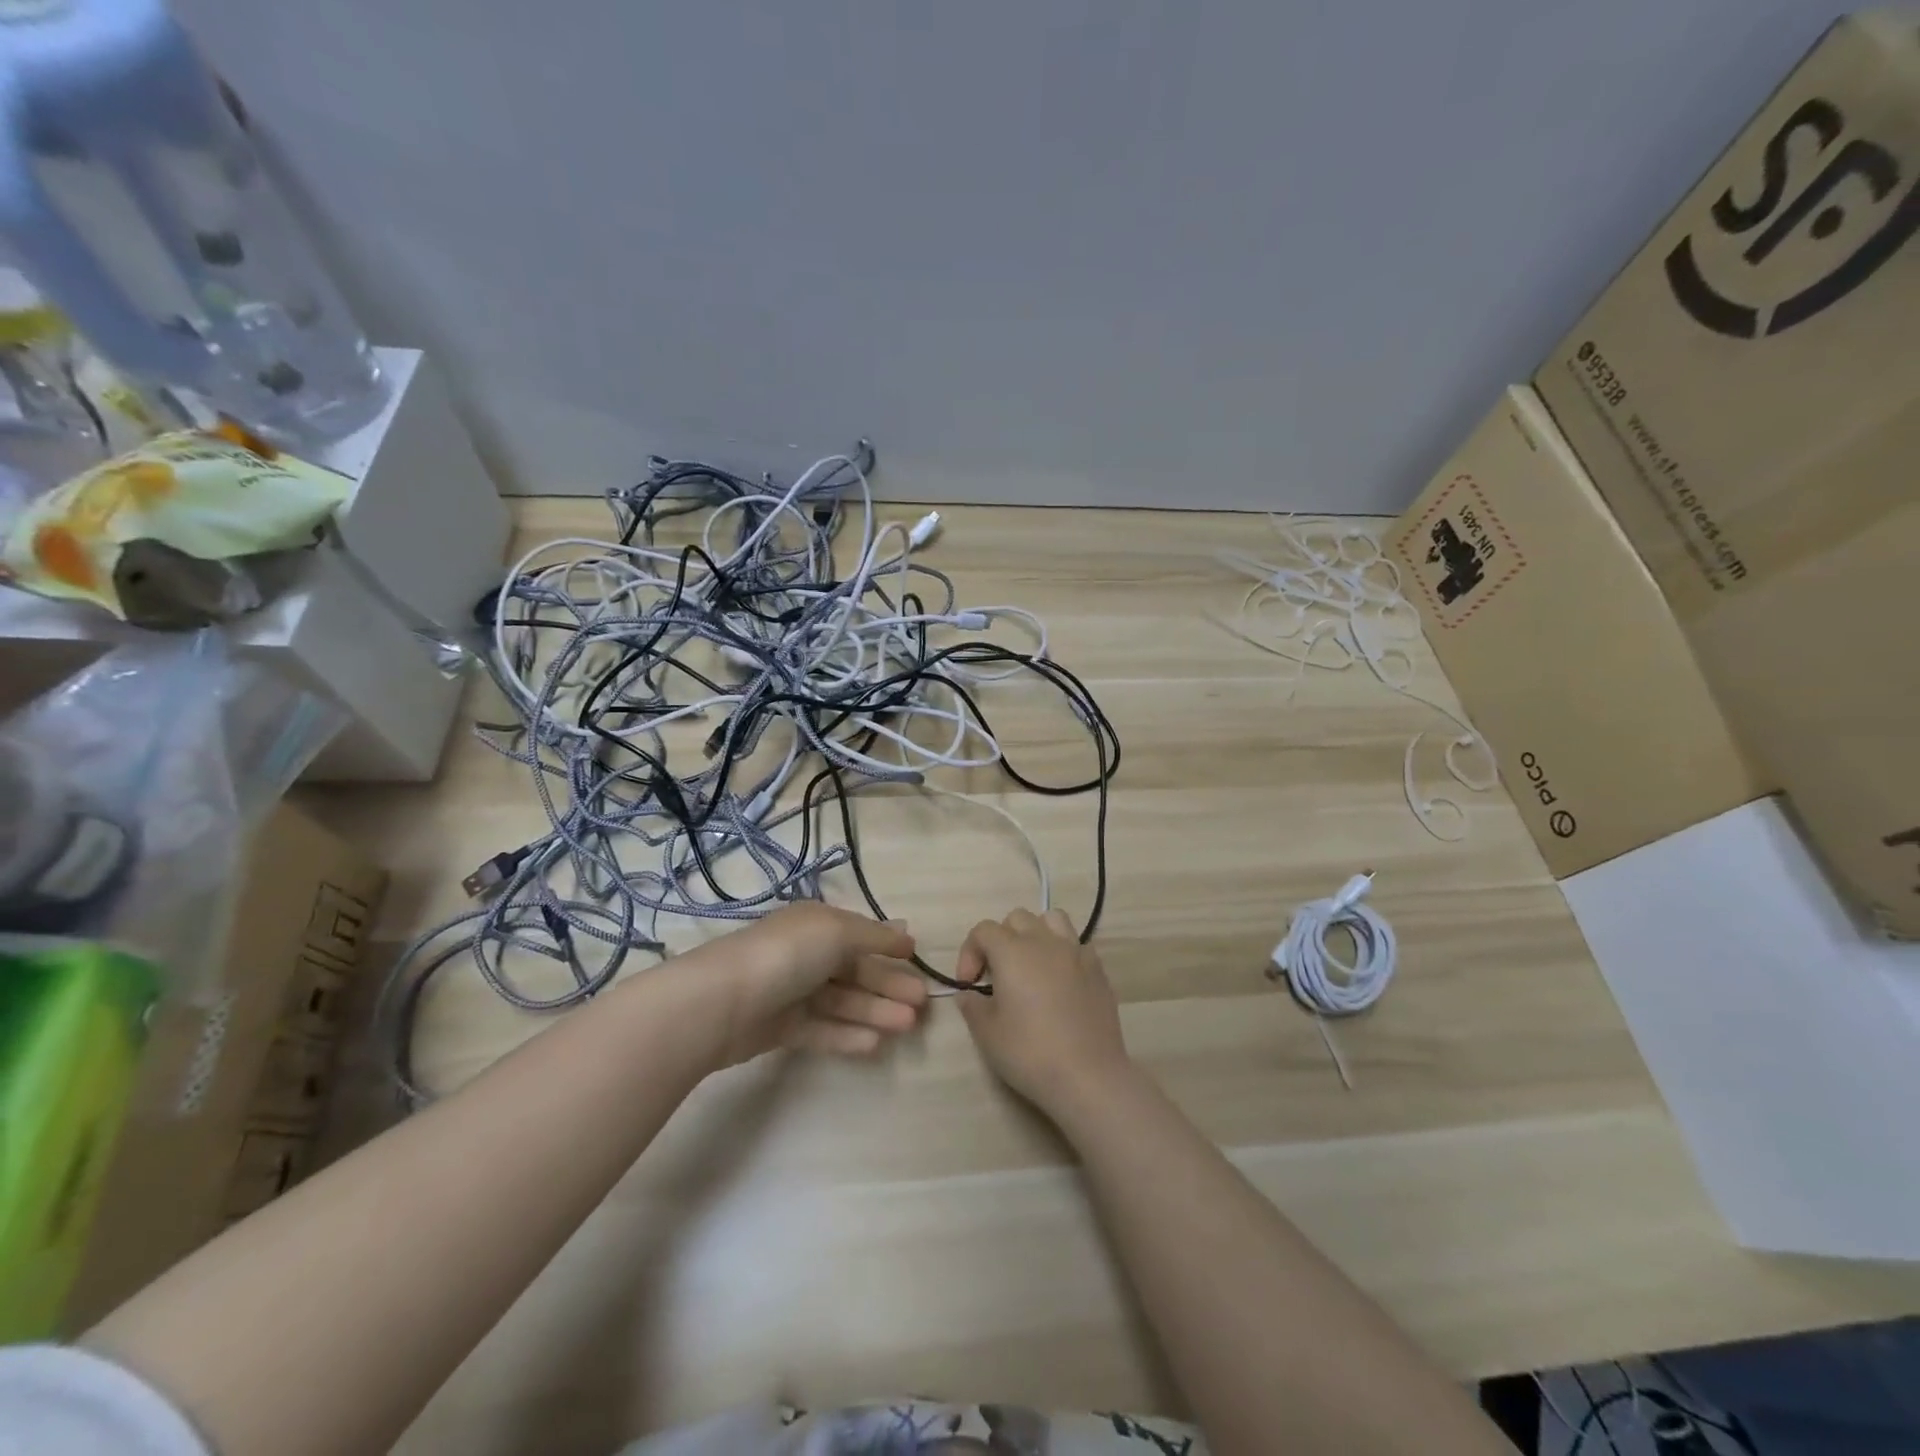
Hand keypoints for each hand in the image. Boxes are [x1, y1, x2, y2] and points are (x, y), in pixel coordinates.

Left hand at [717, 902, 927, 1064]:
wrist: (723, 1002)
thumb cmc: (788, 955)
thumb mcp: (838, 932)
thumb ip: (874, 937)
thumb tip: (906, 932)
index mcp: (817, 924)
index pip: (859, 934)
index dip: (888, 946)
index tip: (917, 959)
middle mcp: (806, 954)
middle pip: (855, 971)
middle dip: (889, 985)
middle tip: (923, 1004)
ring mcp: (793, 992)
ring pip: (843, 1001)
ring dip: (876, 1011)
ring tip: (909, 1027)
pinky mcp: (781, 1028)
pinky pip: (822, 1029)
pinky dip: (848, 1035)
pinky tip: (876, 1045)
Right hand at [955, 909, 1133, 1116]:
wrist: (1088, 1076)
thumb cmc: (1030, 1053)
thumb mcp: (987, 1034)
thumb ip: (972, 1006)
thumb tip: (968, 994)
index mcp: (1012, 952)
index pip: (983, 930)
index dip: (970, 952)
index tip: (969, 984)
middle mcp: (1044, 942)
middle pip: (1017, 918)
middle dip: (1001, 939)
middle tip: (997, 975)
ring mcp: (1075, 952)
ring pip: (1052, 919)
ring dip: (1036, 934)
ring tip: (1031, 965)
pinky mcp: (1098, 969)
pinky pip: (1076, 944)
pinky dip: (1063, 953)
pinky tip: (1060, 981)